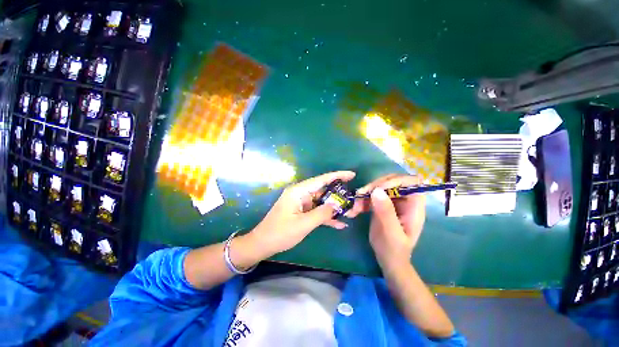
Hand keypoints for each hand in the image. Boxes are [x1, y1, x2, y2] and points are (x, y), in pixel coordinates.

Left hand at [249, 171, 355, 257]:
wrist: (263, 243)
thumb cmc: (281, 232)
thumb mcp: (303, 224)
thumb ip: (322, 213)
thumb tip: (336, 205)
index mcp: (299, 191)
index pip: (321, 179)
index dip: (337, 176)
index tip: (352, 174)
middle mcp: (301, 193)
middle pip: (323, 190)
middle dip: (339, 195)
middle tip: (354, 199)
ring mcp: (302, 203)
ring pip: (322, 201)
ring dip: (334, 208)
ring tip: (350, 212)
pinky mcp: (302, 211)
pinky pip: (317, 211)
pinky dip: (326, 216)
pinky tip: (339, 224)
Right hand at [347, 174, 425, 269]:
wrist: (388, 259)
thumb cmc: (394, 250)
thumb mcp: (391, 233)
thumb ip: (386, 212)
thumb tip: (377, 191)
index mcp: (414, 206)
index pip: (411, 182)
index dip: (395, 181)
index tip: (378, 189)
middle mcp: (404, 200)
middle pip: (392, 181)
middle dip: (375, 186)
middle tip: (361, 194)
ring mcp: (392, 201)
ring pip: (379, 187)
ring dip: (365, 193)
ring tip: (355, 206)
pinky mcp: (382, 204)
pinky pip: (372, 195)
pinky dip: (362, 200)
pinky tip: (355, 209)